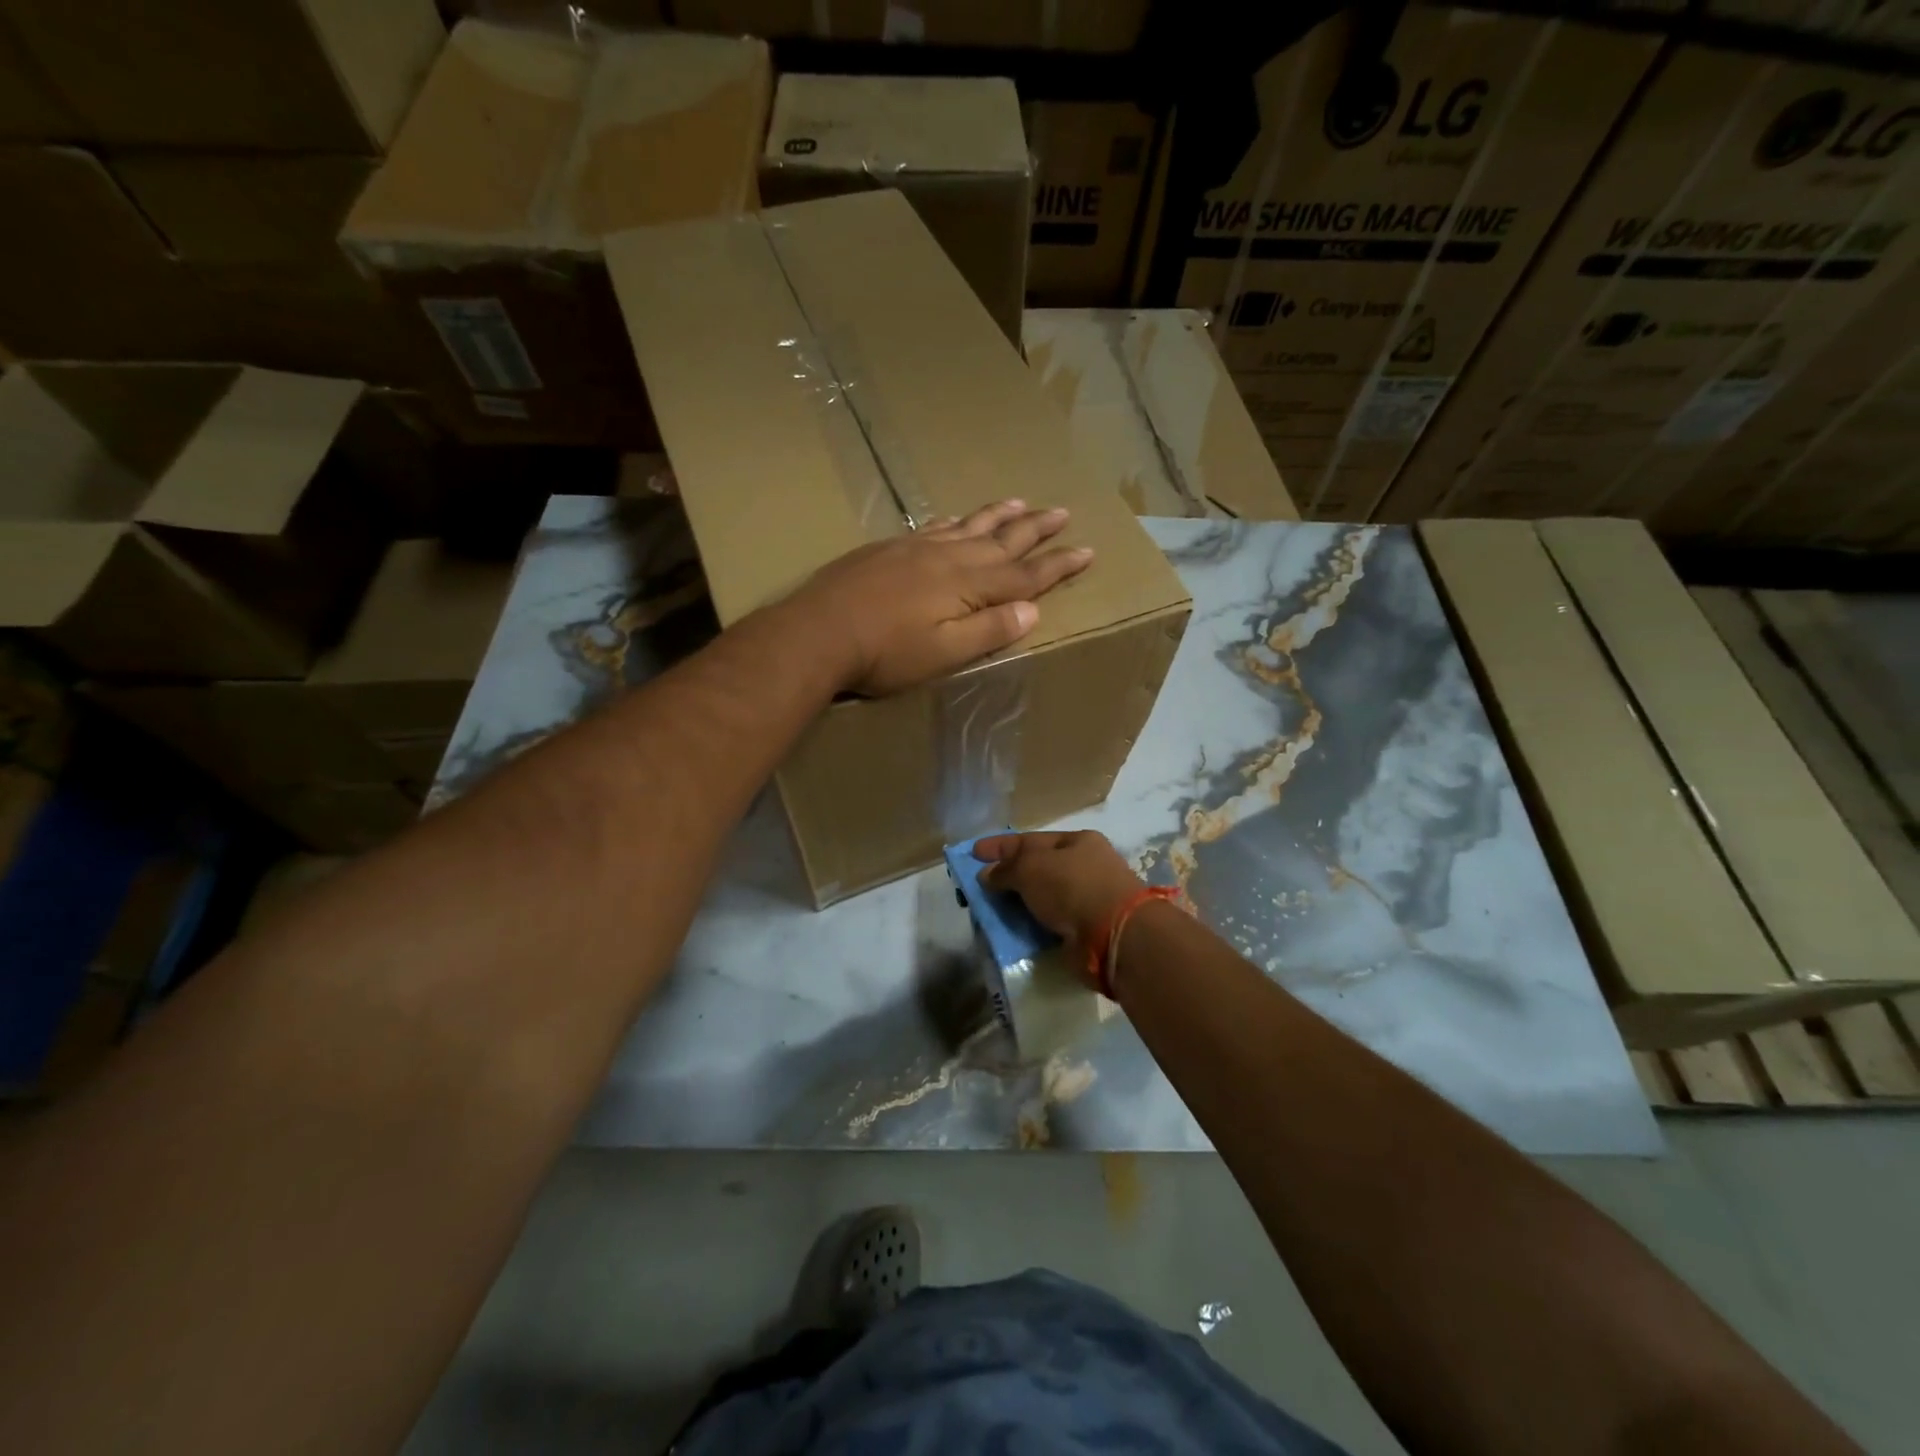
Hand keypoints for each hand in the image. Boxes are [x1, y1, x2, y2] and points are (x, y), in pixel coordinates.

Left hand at [785, 500, 1092, 695]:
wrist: (819, 631)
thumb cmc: (885, 654)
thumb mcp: (945, 654)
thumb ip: (990, 630)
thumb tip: (1032, 610)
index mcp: (969, 585)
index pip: (1026, 574)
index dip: (1058, 564)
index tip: (1086, 550)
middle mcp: (949, 557)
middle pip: (1002, 540)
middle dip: (1036, 529)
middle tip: (1062, 511)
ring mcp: (917, 548)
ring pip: (969, 526)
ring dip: (999, 515)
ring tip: (1021, 502)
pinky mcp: (890, 548)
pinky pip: (934, 526)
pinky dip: (955, 521)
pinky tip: (957, 518)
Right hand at [974, 830, 1144, 976]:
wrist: (1113, 934)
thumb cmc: (1072, 886)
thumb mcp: (1030, 867)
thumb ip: (1005, 870)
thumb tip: (987, 875)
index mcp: (1077, 842)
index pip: (1030, 840)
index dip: (999, 846)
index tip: (972, 853)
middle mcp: (1084, 867)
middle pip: (1037, 869)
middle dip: (1007, 877)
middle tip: (977, 887)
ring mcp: (1087, 899)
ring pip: (1042, 898)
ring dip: (1017, 904)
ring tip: (988, 912)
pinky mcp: (1085, 930)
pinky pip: (1049, 923)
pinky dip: (1030, 926)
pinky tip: (1010, 931)